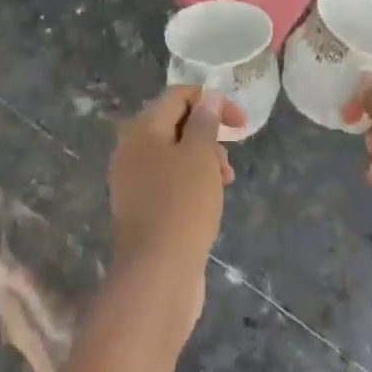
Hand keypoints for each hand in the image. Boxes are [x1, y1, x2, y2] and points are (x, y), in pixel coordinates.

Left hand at [108, 88, 243, 321]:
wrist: (156, 275)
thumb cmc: (182, 206)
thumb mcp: (200, 156)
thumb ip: (205, 122)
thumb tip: (209, 96)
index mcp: (141, 129)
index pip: (177, 96)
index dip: (211, 101)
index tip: (240, 123)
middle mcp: (131, 149)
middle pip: (174, 124)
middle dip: (208, 134)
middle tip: (230, 159)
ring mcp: (132, 180)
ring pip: (173, 154)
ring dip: (203, 159)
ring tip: (225, 182)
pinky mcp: (140, 207)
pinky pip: (168, 179)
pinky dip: (191, 181)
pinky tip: (209, 200)